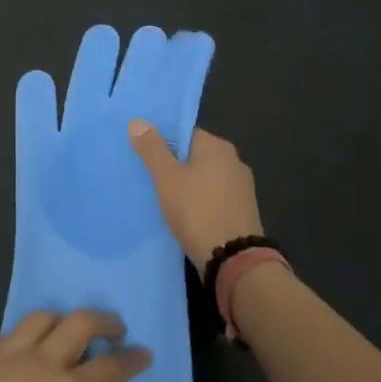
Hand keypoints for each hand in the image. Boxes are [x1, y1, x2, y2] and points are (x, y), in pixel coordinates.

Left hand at [0, 310, 150, 381]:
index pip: (110, 366)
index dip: (131, 359)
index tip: (144, 353)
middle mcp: (43, 361)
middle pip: (80, 322)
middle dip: (104, 321)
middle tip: (115, 330)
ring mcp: (10, 352)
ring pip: (45, 316)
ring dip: (65, 320)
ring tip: (70, 334)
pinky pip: (15, 330)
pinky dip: (32, 333)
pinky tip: (31, 349)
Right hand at [127, 124, 263, 269]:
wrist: (234, 260)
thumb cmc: (197, 211)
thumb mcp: (167, 178)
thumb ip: (152, 149)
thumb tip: (138, 120)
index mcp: (218, 146)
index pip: (184, 133)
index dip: (162, 142)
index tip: (143, 155)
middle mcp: (234, 161)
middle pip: (195, 155)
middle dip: (173, 165)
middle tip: (147, 177)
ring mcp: (241, 187)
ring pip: (204, 178)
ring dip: (186, 185)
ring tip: (161, 198)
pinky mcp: (242, 211)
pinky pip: (213, 197)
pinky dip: (199, 202)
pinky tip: (184, 214)